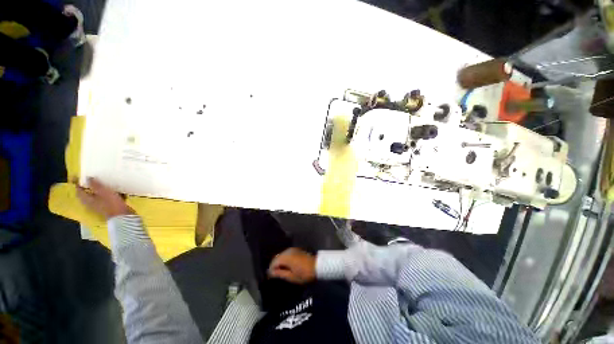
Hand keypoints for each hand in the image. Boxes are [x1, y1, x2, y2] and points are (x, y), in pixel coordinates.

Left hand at [75, 177, 133, 218]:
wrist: (122, 215)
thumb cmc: (111, 203)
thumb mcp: (103, 191)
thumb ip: (95, 184)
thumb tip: (87, 178)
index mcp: (86, 199)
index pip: (79, 191)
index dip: (78, 184)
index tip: (79, 177)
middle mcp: (90, 203)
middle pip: (86, 194)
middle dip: (88, 187)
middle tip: (91, 179)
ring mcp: (99, 206)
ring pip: (96, 196)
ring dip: (98, 191)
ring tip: (103, 184)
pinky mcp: (107, 207)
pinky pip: (104, 199)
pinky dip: (106, 194)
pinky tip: (112, 191)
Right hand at [268, 248, 315, 283]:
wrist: (317, 266)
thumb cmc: (305, 274)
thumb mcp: (292, 277)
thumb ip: (280, 274)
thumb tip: (271, 273)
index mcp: (286, 257)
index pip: (274, 261)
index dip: (270, 269)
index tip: (269, 276)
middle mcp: (288, 251)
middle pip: (277, 257)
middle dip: (274, 265)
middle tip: (274, 274)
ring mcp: (293, 249)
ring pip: (282, 255)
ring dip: (279, 262)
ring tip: (279, 271)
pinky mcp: (296, 250)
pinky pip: (287, 254)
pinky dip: (284, 259)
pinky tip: (286, 266)